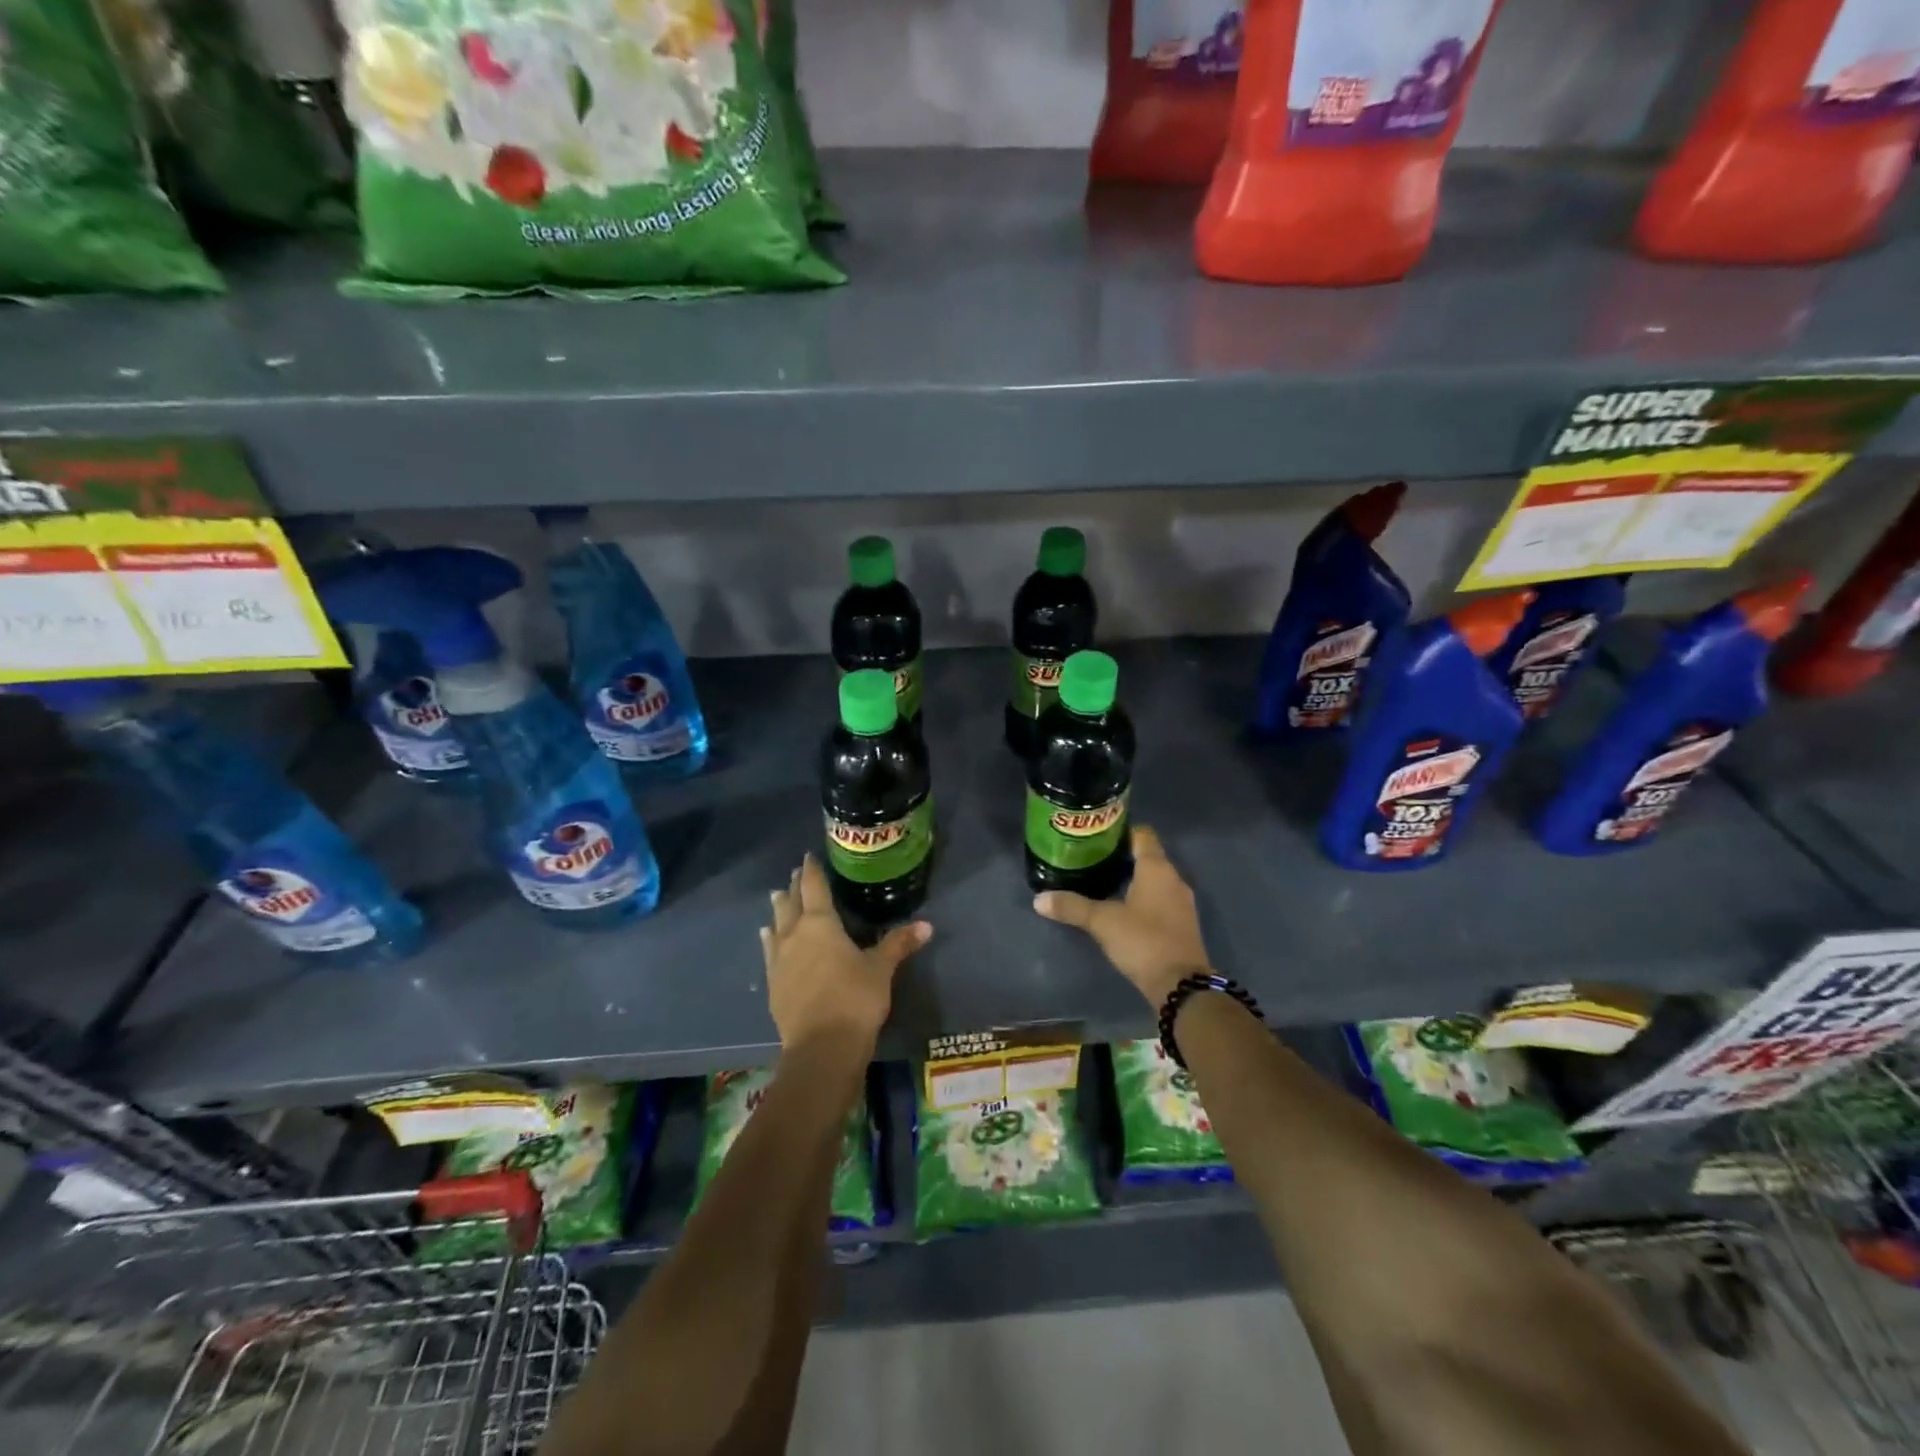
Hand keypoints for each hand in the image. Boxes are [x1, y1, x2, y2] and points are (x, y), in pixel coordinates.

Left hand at [761, 855, 930, 1058]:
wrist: (821, 1047)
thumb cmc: (855, 999)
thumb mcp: (881, 969)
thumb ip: (899, 943)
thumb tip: (927, 925)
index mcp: (821, 923)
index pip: (814, 886)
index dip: (812, 870)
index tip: (809, 856)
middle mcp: (794, 934)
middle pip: (791, 902)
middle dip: (795, 886)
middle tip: (796, 873)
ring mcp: (779, 959)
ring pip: (776, 924)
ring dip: (779, 909)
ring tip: (777, 897)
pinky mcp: (773, 983)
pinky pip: (769, 951)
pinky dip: (770, 939)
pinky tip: (767, 937)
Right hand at [1033, 825, 1210, 1008]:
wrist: (1181, 985)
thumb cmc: (1142, 941)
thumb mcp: (1102, 922)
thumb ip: (1071, 907)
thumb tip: (1039, 899)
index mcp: (1156, 868)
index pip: (1142, 834)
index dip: (1121, 831)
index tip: (1098, 836)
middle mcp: (1173, 878)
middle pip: (1148, 856)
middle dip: (1122, 856)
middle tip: (1092, 859)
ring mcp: (1182, 901)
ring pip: (1155, 879)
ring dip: (1133, 879)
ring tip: (1103, 883)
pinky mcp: (1183, 923)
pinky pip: (1161, 899)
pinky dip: (1144, 898)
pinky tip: (1123, 909)